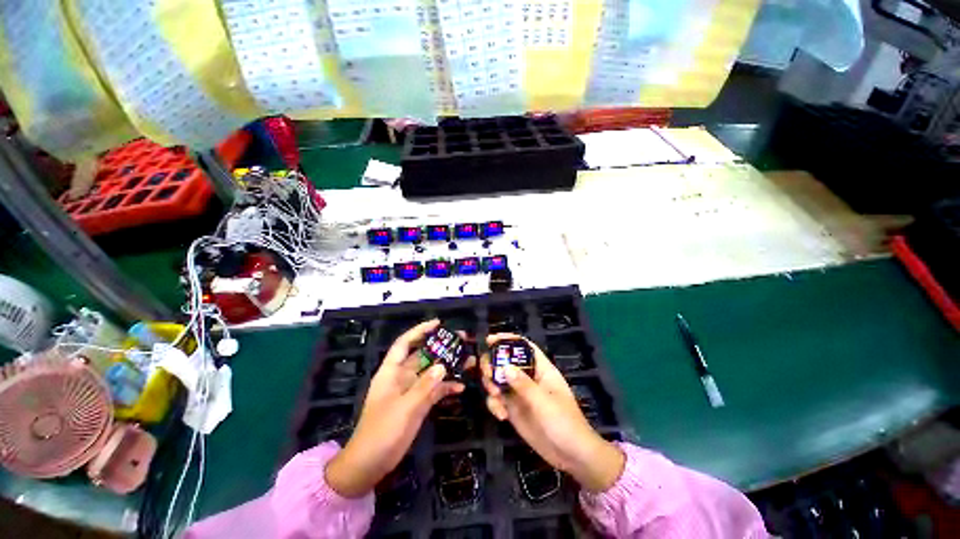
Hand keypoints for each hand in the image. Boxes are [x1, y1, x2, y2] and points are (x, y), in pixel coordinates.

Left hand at [326, 320, 464, 496]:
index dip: (419, 331)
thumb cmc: (381, 432)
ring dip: (448, 366)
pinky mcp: (417, 404)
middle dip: (441, 347)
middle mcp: (402, 377)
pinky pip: (434, 390)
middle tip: (462, 340)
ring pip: (431, 372)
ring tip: (468, 361)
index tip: (438, 324)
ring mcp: (410, 391)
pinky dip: (446, 387)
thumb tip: (443, 365)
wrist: (370, 464)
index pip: (404, 343)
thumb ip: (424, 386)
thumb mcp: (404, 408)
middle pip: (423, 355)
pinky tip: (460, 388)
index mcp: (391, 372)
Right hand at [481, 334, 624, 492]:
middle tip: (488, 374)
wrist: (570, 456)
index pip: (524, 346)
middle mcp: (528, 377)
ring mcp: (519, 393)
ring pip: (498, 379)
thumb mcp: (544, 402)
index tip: (489, 340)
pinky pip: (497, 399)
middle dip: (493, 364)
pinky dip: (494, 404)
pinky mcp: (513, 409)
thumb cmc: (563, 423)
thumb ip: (523, 384)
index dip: (508, 340)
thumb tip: (504, 367)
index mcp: (541, 369)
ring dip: (491, 384)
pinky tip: (501, 416)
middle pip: (505, 361)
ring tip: (495, 395)